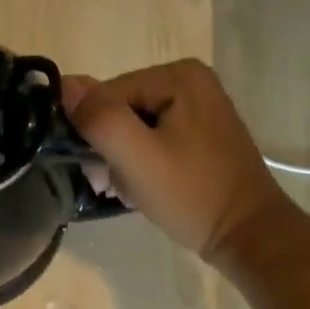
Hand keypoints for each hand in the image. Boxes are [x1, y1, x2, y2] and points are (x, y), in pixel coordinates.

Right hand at [61, 61, 290, 271]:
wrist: (245, 232)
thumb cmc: (191, 195)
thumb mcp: (138, 158)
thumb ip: (100, 119)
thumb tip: (64, 85)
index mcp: (177, 75)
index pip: (106, 96)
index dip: (94, 135)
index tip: (102, 175)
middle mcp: (189, 80)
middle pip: (119, 110)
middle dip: (109, 150)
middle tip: (115, 186)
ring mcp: (197, 107)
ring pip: (132, 128)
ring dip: (122, 162)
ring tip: (131, 191)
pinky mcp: (199, 133)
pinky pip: (152, 140)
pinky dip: (141, 165)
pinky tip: (145, 188)